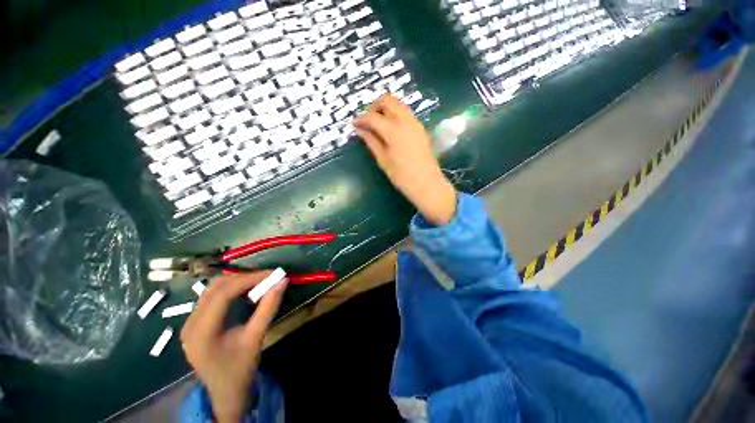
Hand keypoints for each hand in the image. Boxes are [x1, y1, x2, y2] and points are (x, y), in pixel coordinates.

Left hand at [180, 271, 286, 421]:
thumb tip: (283, 281)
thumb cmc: (240, 368)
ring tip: (259, 283)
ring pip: (213, 289)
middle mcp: (190, 324)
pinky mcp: (195, 323)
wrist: (225, 391)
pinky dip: (231, 290)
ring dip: (237, 282)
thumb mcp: (256, 338)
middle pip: (216, 287)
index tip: (272, 274)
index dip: (249, 279)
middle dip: (244, 278)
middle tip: (268, 277)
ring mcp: (189, 323)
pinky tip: (245, 294)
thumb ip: (269, 308)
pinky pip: (212, 297)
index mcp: (202, 332)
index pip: (223, 293)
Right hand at [353, 94, 456, 224]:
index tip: (354, 125)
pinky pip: (405, 113)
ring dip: (385, 109)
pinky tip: (390, 129)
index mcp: (393, 130)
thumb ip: (371, 141)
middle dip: (373, 106)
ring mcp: (415, 122)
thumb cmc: (402, 176)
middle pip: (387, 100)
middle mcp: (405, 120)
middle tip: (366, 121)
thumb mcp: (383, 160)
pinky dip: (395, 114)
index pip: (372, 116)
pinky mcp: (420, 128)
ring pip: (398, 104)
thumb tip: (360, 130)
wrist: (427, 184)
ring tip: (377, 124)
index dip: (361, 119)